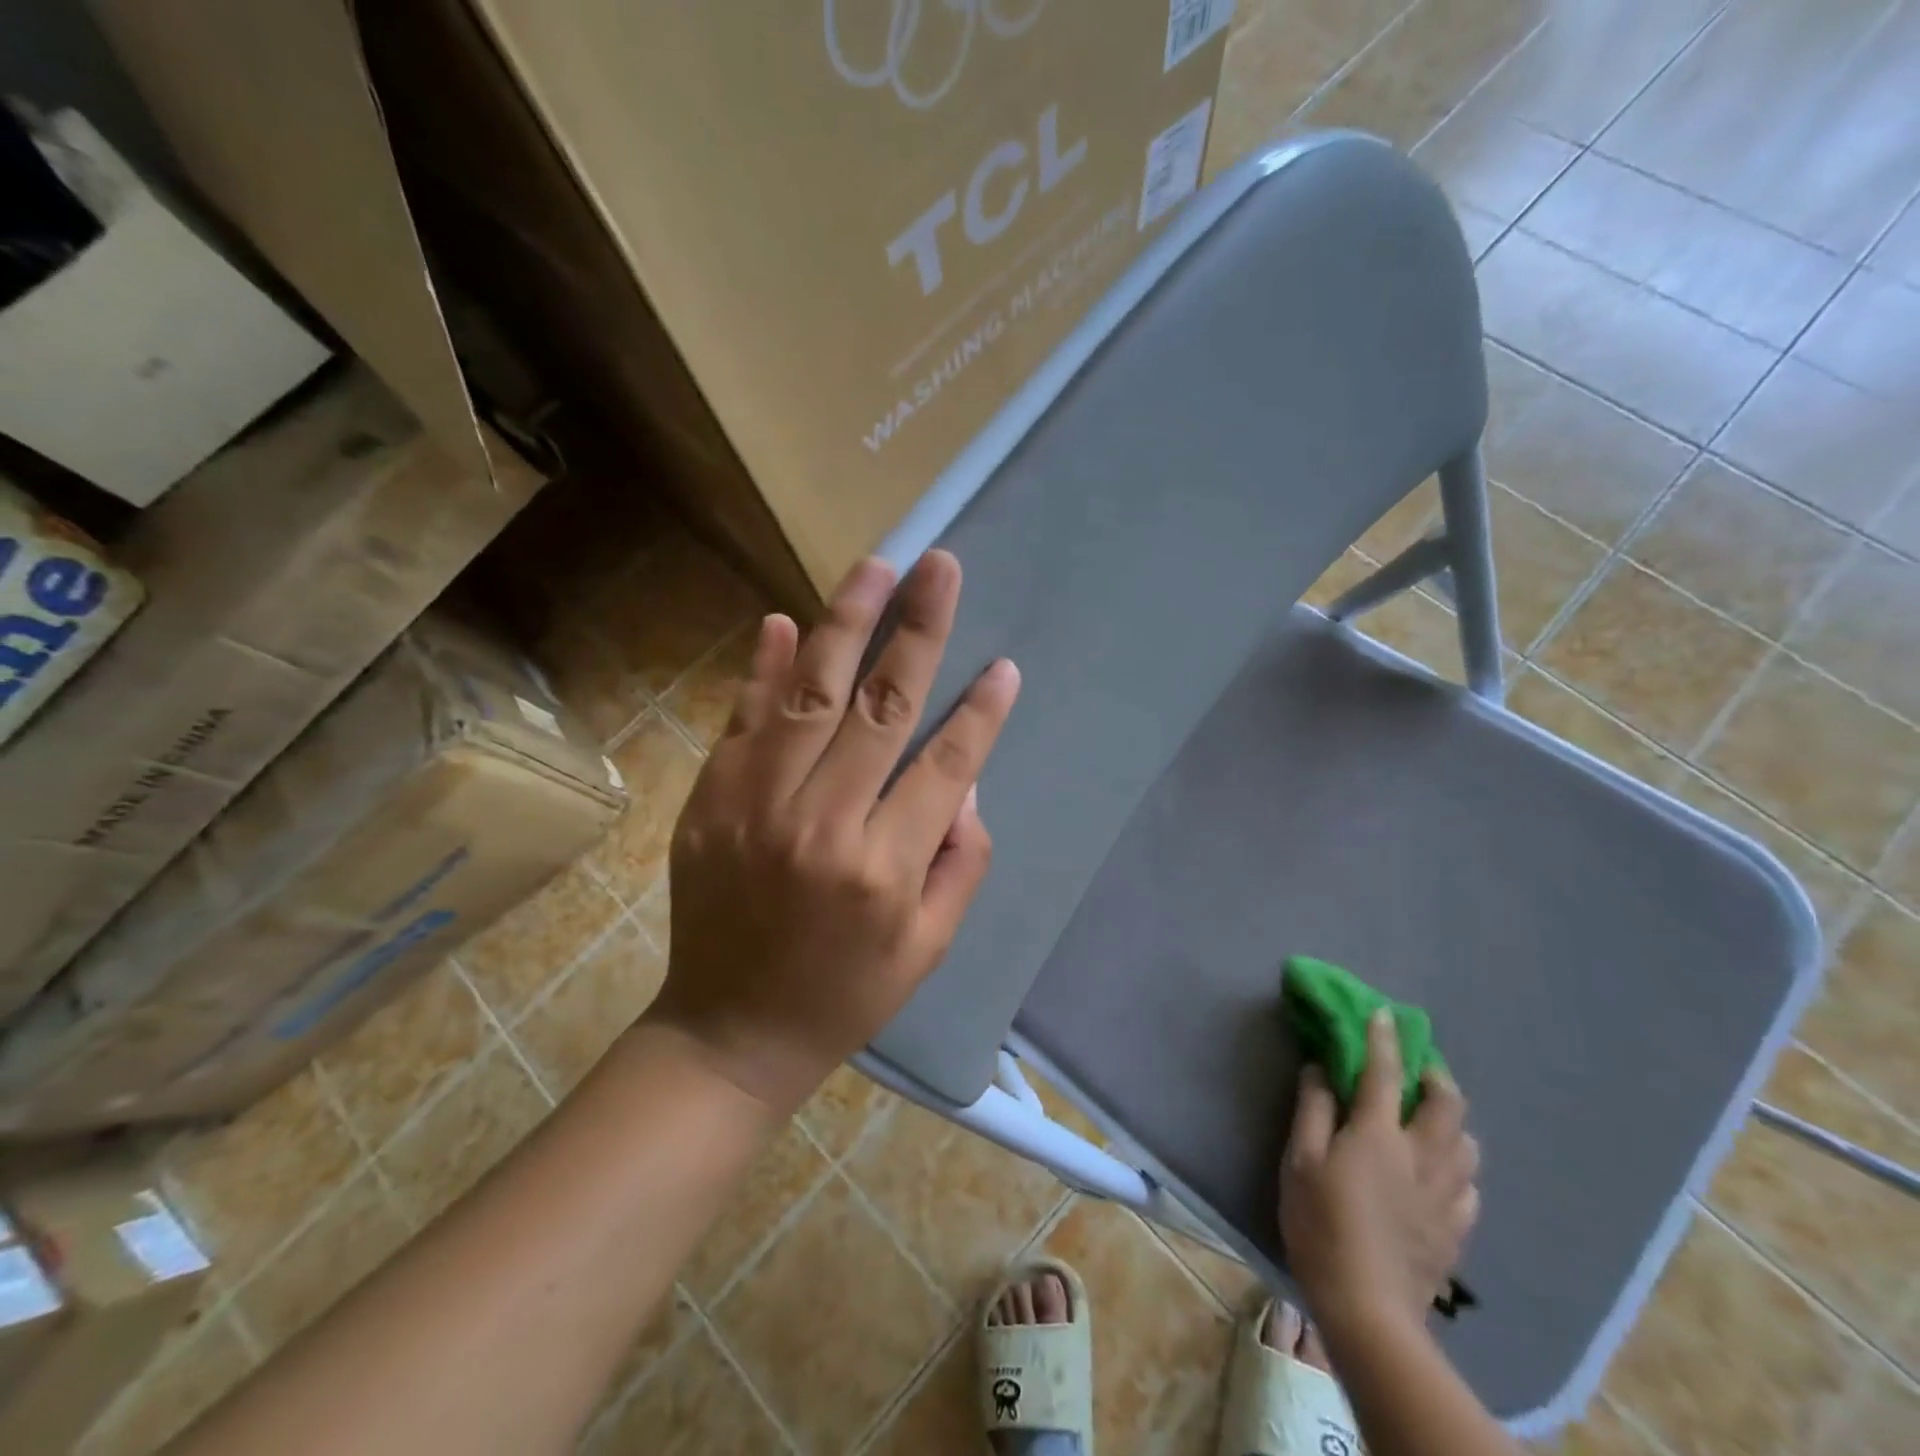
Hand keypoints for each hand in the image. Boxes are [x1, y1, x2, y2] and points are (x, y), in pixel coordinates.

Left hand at [647, 551, 1019, 1113]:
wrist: (730, 1031)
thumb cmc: (845, 993)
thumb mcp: (929, 947)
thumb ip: (961, 862)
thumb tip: (963, 781)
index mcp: (884, 868)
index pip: (946, 766)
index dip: (981, 713)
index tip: (1004, 666)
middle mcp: (822, 824)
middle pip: (881, 707)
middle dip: (918, 630)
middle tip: (941, 567)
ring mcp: (756, 805)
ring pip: (810, 694)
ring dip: (846, 624)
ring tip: (875, 568)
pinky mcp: (709, 801)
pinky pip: (742, 720)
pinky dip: (763, 668)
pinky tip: (784, 621)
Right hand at [1280, 1009, 1479, 1336]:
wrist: (1368, 1309)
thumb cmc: (1321, 1224)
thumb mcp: (1300, 1160)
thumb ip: (1313, 1109)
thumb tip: (1321, 1068)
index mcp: (1379, 1134)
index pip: (1383, 1071)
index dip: (1383, 1038)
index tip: (1383, 1013)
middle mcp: (1422, 1156)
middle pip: (1447, 1104)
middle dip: (1435, 1075)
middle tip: (1417, 1068)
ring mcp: (1446, 1195)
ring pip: (1466, 1143)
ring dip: (1451, 1121)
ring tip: (1429, 1119)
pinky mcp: (1457, 1229)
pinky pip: (1469, 1184)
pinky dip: (1456, 1165)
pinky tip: (1438, 1172)